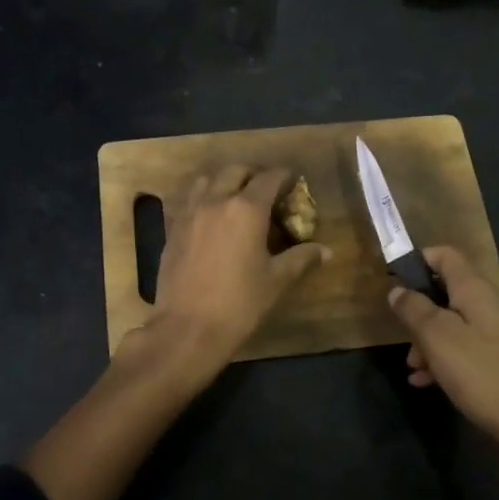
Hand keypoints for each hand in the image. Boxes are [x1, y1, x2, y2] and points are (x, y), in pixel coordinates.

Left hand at [140, 165, 328, 368]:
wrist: (188, 328)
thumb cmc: (239, 303)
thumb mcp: (276, 281)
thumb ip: (301, 258)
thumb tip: (325, 251)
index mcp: (246, 209)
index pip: (269, 178)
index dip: (283, 176)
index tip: (292, 180)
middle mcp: (216, 201)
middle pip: (236, 171)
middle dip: (253, 174)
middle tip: (266, 190)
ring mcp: (190, 213)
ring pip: (207, 180)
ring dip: (224, 181)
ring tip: (235, 199)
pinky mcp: (173, 229)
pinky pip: (189, 201)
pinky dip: (203, 199)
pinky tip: (211, 219)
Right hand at [388, 245, 498, 456]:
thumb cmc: (478, 372)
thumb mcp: (436, 337)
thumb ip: (414, 309)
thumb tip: (398, 290)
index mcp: (477, 290)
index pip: (447, 255)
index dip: (419, 260)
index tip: (394, 278)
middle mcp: (492, 304)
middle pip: (448, 291)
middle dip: (419, 310)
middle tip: (401, 334)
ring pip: (454, 322)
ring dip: (428, 339)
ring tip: (413, 367)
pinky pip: (465, 346)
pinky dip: (444, 357)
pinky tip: (427, 381)